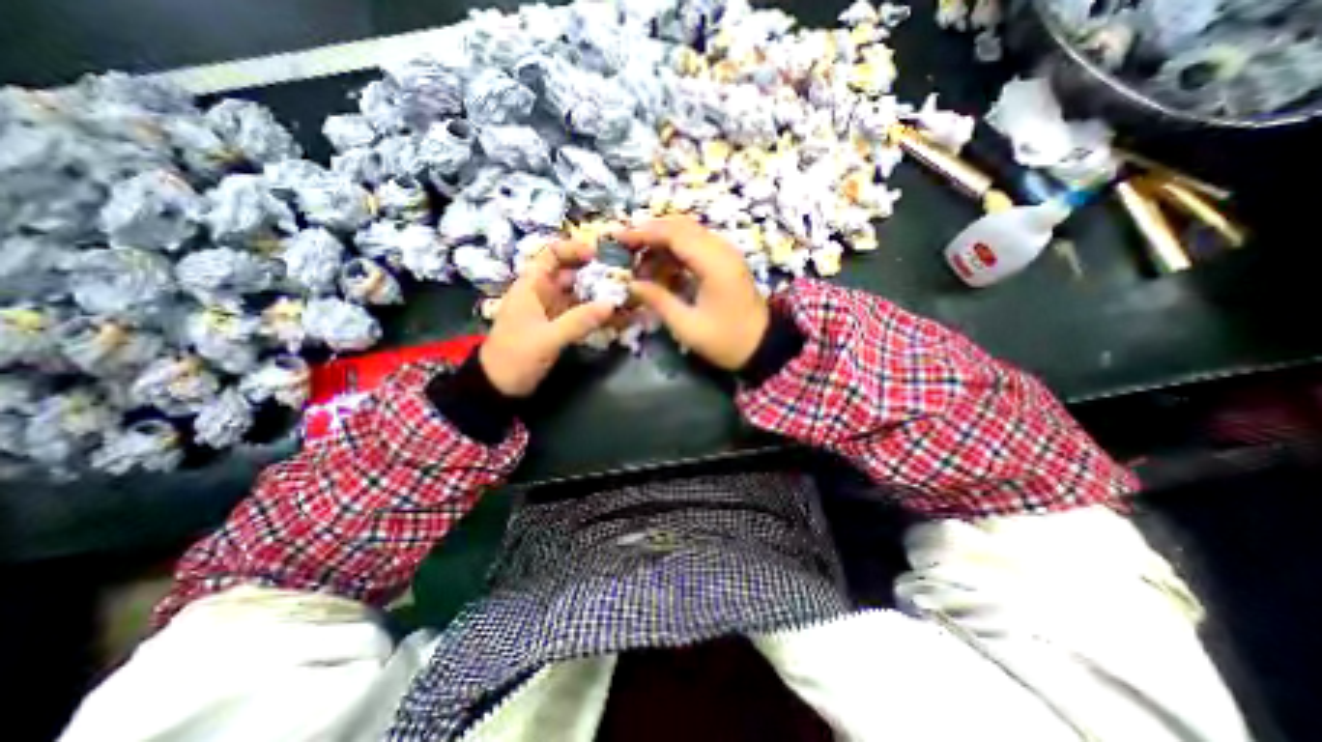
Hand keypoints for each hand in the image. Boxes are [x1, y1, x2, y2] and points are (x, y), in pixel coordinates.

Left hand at [481, 239, 615, 397]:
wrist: (499, 387)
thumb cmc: (516, 355)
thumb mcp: (548, 338)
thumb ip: (579, 321)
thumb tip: (611, 304)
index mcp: (531, 286)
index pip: (551, 255)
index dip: (573, 250)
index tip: (599, 256)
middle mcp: (542, 294)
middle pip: (570, 275)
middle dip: (595, 275)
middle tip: (621, 279)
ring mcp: (551, 312)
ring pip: (578, 297)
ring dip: (598, 297)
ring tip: (624, 298)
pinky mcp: (558, 328)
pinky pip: (580, 315)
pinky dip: (595, 315)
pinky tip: (614, 318)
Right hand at [623, 216, 771, 373]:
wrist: (762, 347)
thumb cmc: (726, 341)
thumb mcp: (687, 326)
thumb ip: (659, 301)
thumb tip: (631, 284)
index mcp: (715, 264)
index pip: (675, 233)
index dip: (644, 232)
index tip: (619, 238)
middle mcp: (722, 250)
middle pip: (682, 226)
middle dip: (651, 233)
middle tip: (626, 248)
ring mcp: (726, 254)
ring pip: (689, 233)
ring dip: (662, 241)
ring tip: (639, 261)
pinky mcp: (726, 262)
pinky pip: (697, 246)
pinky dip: (676, 251)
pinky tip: (661, 267)